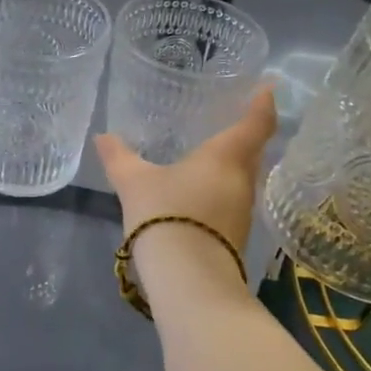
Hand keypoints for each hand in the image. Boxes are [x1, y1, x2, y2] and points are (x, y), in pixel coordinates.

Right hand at [94, 86, 278, 269]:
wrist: (190, 282)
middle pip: (254, 151)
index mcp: (226, 156)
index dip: (263, 103)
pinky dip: (222, 190)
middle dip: (246, 135)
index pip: (256, 122)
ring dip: (233, 165)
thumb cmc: (166, 215)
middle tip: (231, 119)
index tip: (268, 88)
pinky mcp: (236, 236)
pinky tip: (201, 193)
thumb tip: (102, 137)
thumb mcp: (134, 183)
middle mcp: (243, 180)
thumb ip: (119, 158)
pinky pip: (232, 201)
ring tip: (211, 155)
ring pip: (243, 178)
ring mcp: (243, 212)